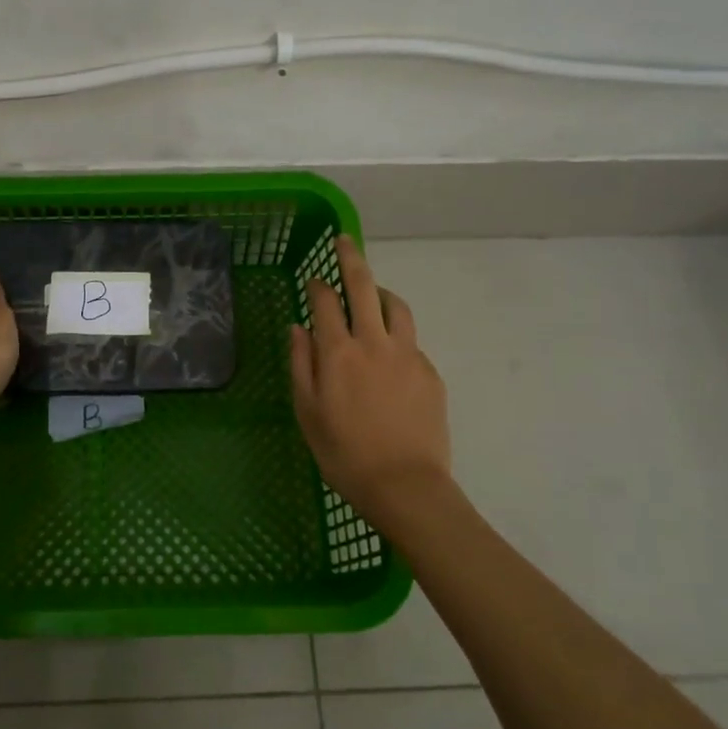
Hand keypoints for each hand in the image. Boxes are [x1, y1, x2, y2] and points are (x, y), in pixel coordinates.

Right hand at [291, 237, 461, 540]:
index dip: (318, 285)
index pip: (326, 302)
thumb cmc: (344, 454)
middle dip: (352, 259)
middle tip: (345, 241)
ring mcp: (407, 354)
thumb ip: (301, 364)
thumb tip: (297, 327)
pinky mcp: (430, 372)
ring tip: (374, 293)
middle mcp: (374, 342)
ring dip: (382, 292)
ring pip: (396, 307)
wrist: (406, 486)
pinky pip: (411, 340)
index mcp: (338, 352)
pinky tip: (389, 353)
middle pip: (364, 287)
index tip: (314, 278)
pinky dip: (396, 333)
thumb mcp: (307, 412)